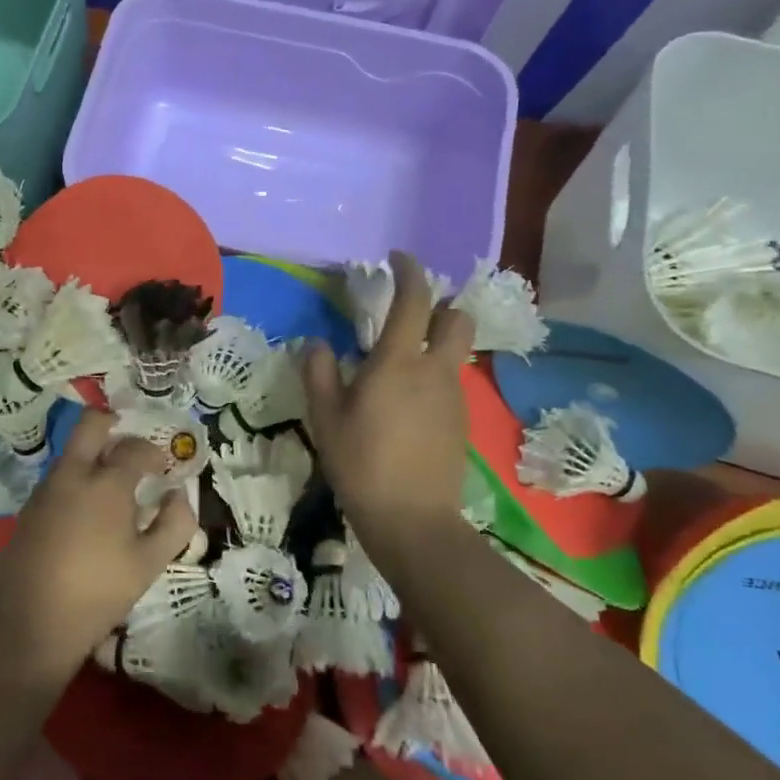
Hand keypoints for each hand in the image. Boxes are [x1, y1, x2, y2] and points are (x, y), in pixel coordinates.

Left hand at [0, 411, 195, 683]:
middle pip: (90, 425)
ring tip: (112, 489)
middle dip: (113, 425)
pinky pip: (57, 479)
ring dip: (93, 456)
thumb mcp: (150, 563)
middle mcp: (72, 475)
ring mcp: (45, 490)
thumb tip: (179, 495)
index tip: (162, 469)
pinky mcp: (28, 509)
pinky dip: (76, 482)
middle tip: (131, 447)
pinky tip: (85, 515)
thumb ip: (175, 523)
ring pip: (72, 453)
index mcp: (106, 483)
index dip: (153, 453)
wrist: (32, 624)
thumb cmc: (99, 592)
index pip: (135, 448)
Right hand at [305, 250, 472, 566]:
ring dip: (435, 342)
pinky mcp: (462, 422)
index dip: (409, 271)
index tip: (397, 259)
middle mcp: (435, 370)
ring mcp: (454, 397)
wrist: (413, 520)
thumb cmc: (361, 463)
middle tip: (410, 314)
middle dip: (439, 305)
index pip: (414, 300)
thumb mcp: (325, 418)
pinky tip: (407, 404)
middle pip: (457, 319)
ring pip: (455, 352)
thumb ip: (319, 373)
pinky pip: (451, 382)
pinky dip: (434, 376)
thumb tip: (317, 344)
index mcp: (399, 362)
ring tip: (400, 365)